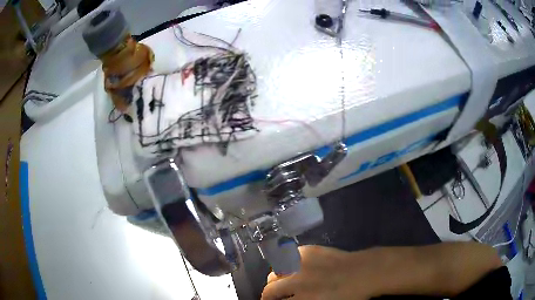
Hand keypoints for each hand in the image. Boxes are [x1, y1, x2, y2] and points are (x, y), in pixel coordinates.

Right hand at [261, 245, 379, 299]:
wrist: (363, 272)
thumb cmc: (348, 295)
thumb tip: (291, 299)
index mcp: (303, 297)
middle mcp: (297, 280)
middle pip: (271, 288)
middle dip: (270, 294)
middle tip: (275, 296)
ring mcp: (301, 263)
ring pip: (275, 271)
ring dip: (276, 279)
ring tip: (283, 282)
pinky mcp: (308, 250)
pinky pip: (288, 257)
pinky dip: (287, 264)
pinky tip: (294, 268)